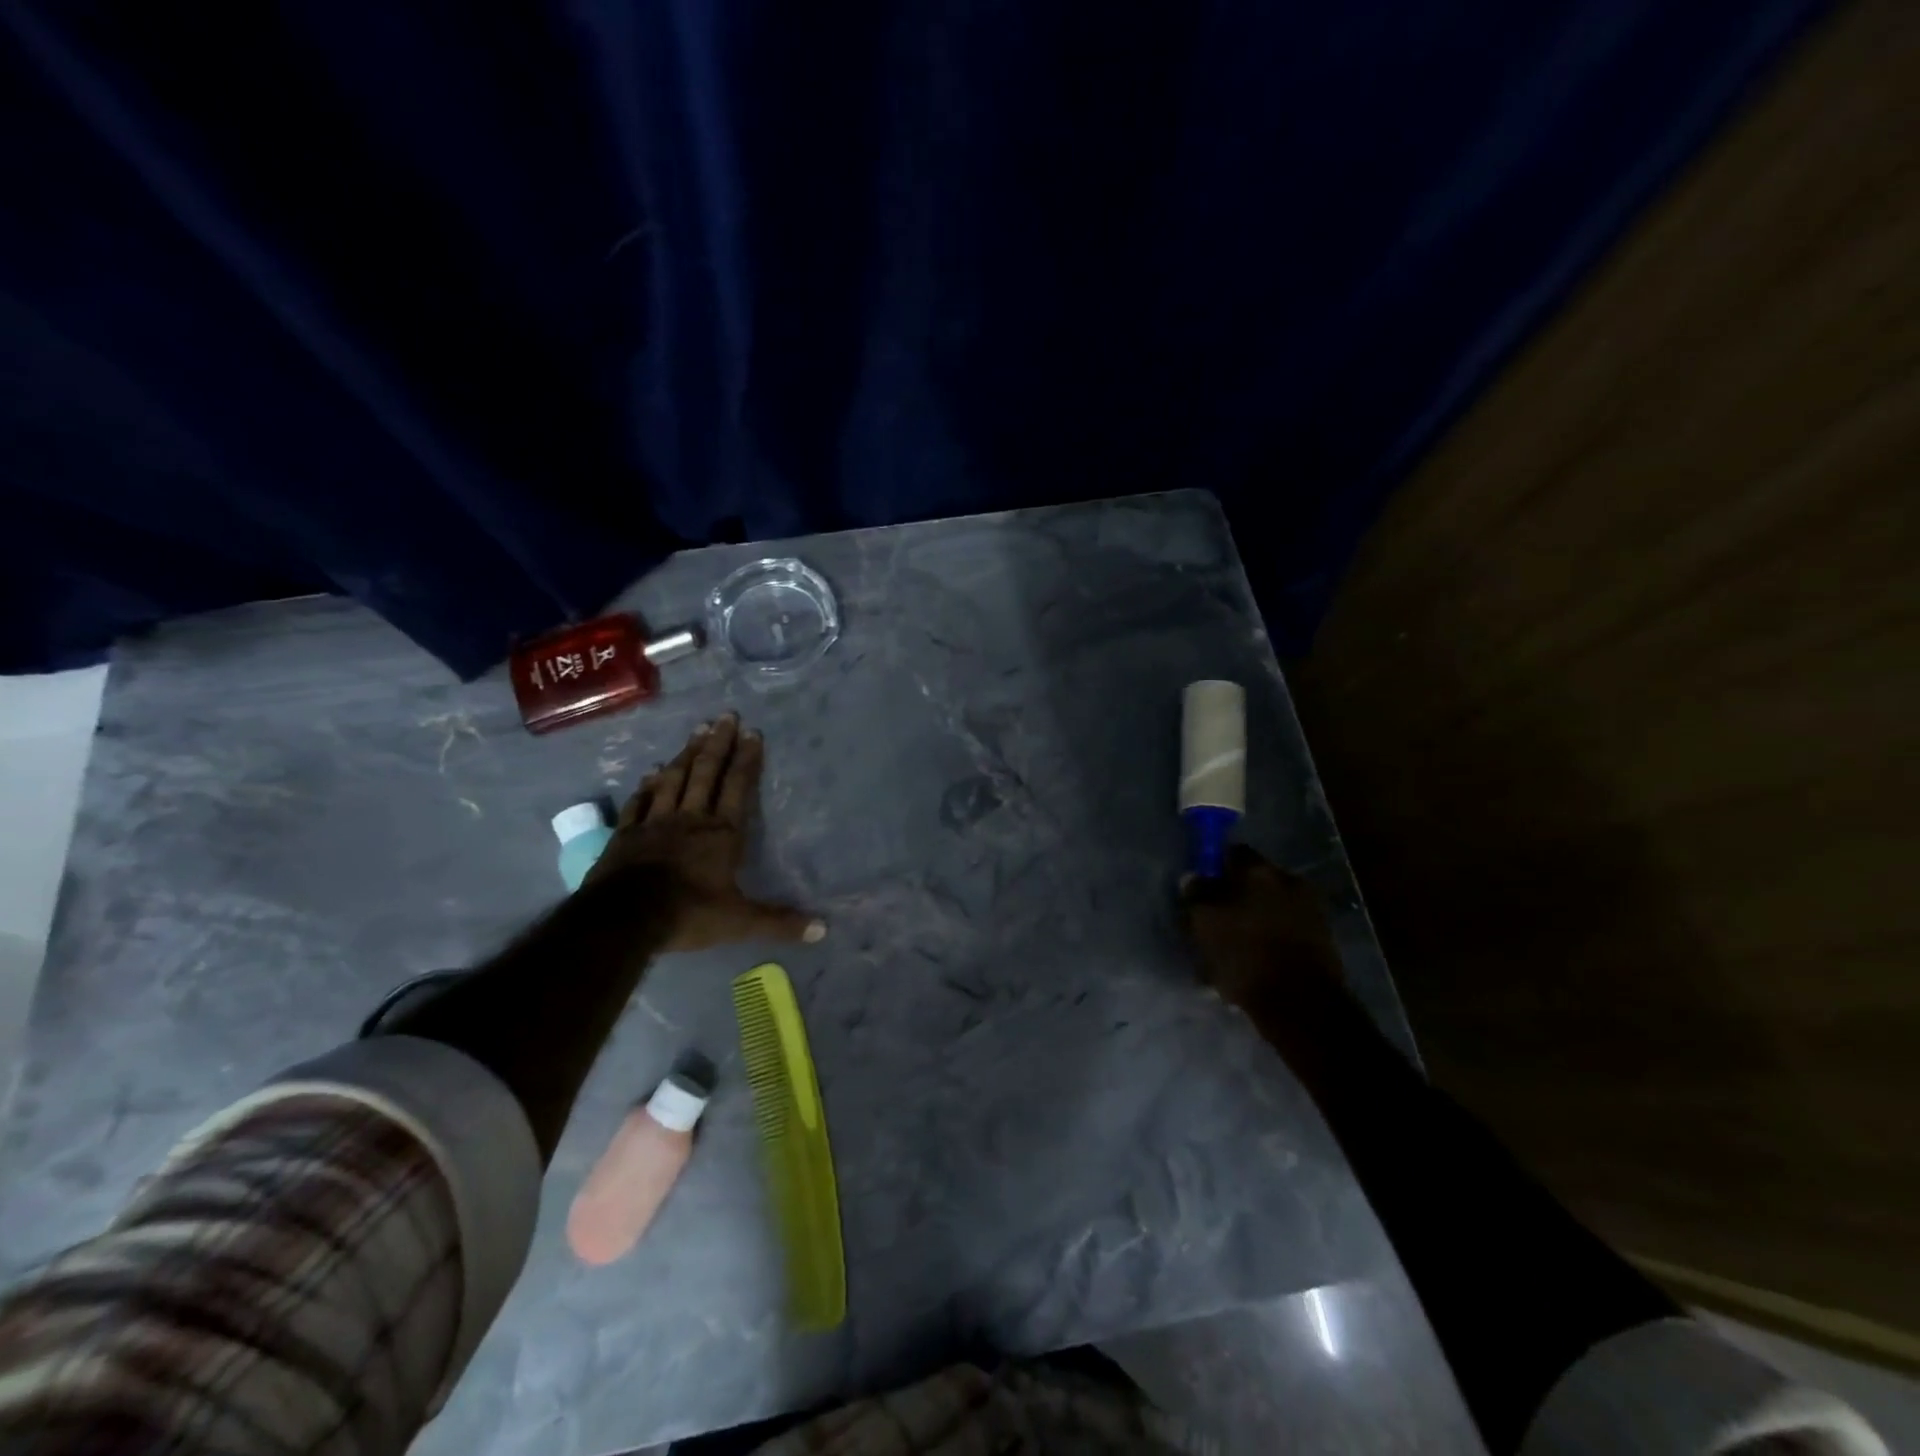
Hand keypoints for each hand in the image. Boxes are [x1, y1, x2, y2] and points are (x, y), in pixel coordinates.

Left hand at [586, 713, 822, 951]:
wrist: (624, 920)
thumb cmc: (688, 914)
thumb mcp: (740, 922)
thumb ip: (780, 922)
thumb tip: (824, 930)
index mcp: (722, 834)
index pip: (738, 788)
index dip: (746, 760)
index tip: (752, 733)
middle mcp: (691, 819)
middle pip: (706, 773)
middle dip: (718, 744)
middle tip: (725, 716)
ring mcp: (655, 823)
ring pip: (674, 780)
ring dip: (686, 754)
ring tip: (696, 731)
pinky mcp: (626, 834)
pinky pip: (640, 802)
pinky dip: (647, 785)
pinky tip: (651, 772)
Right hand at [1179, 844, 1344, 1012]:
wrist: (1301, 1004)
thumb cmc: (1245, 955)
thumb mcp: (1205, 923)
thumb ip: (1197, 895)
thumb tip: (1193, 878)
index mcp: (1259, 871)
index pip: (1231, 853)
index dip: (1213, 868)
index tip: (1200, 890)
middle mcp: (1289, 881)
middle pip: (1253, 881)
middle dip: (1234, 897)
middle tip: (1214, 922)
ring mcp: (1311, 910)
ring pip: (1269, 908)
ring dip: (1252, 921)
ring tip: (1232, 950)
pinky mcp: (1322, 940)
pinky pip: (1285, 931)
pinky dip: (1269, 940)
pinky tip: (1254, 963)